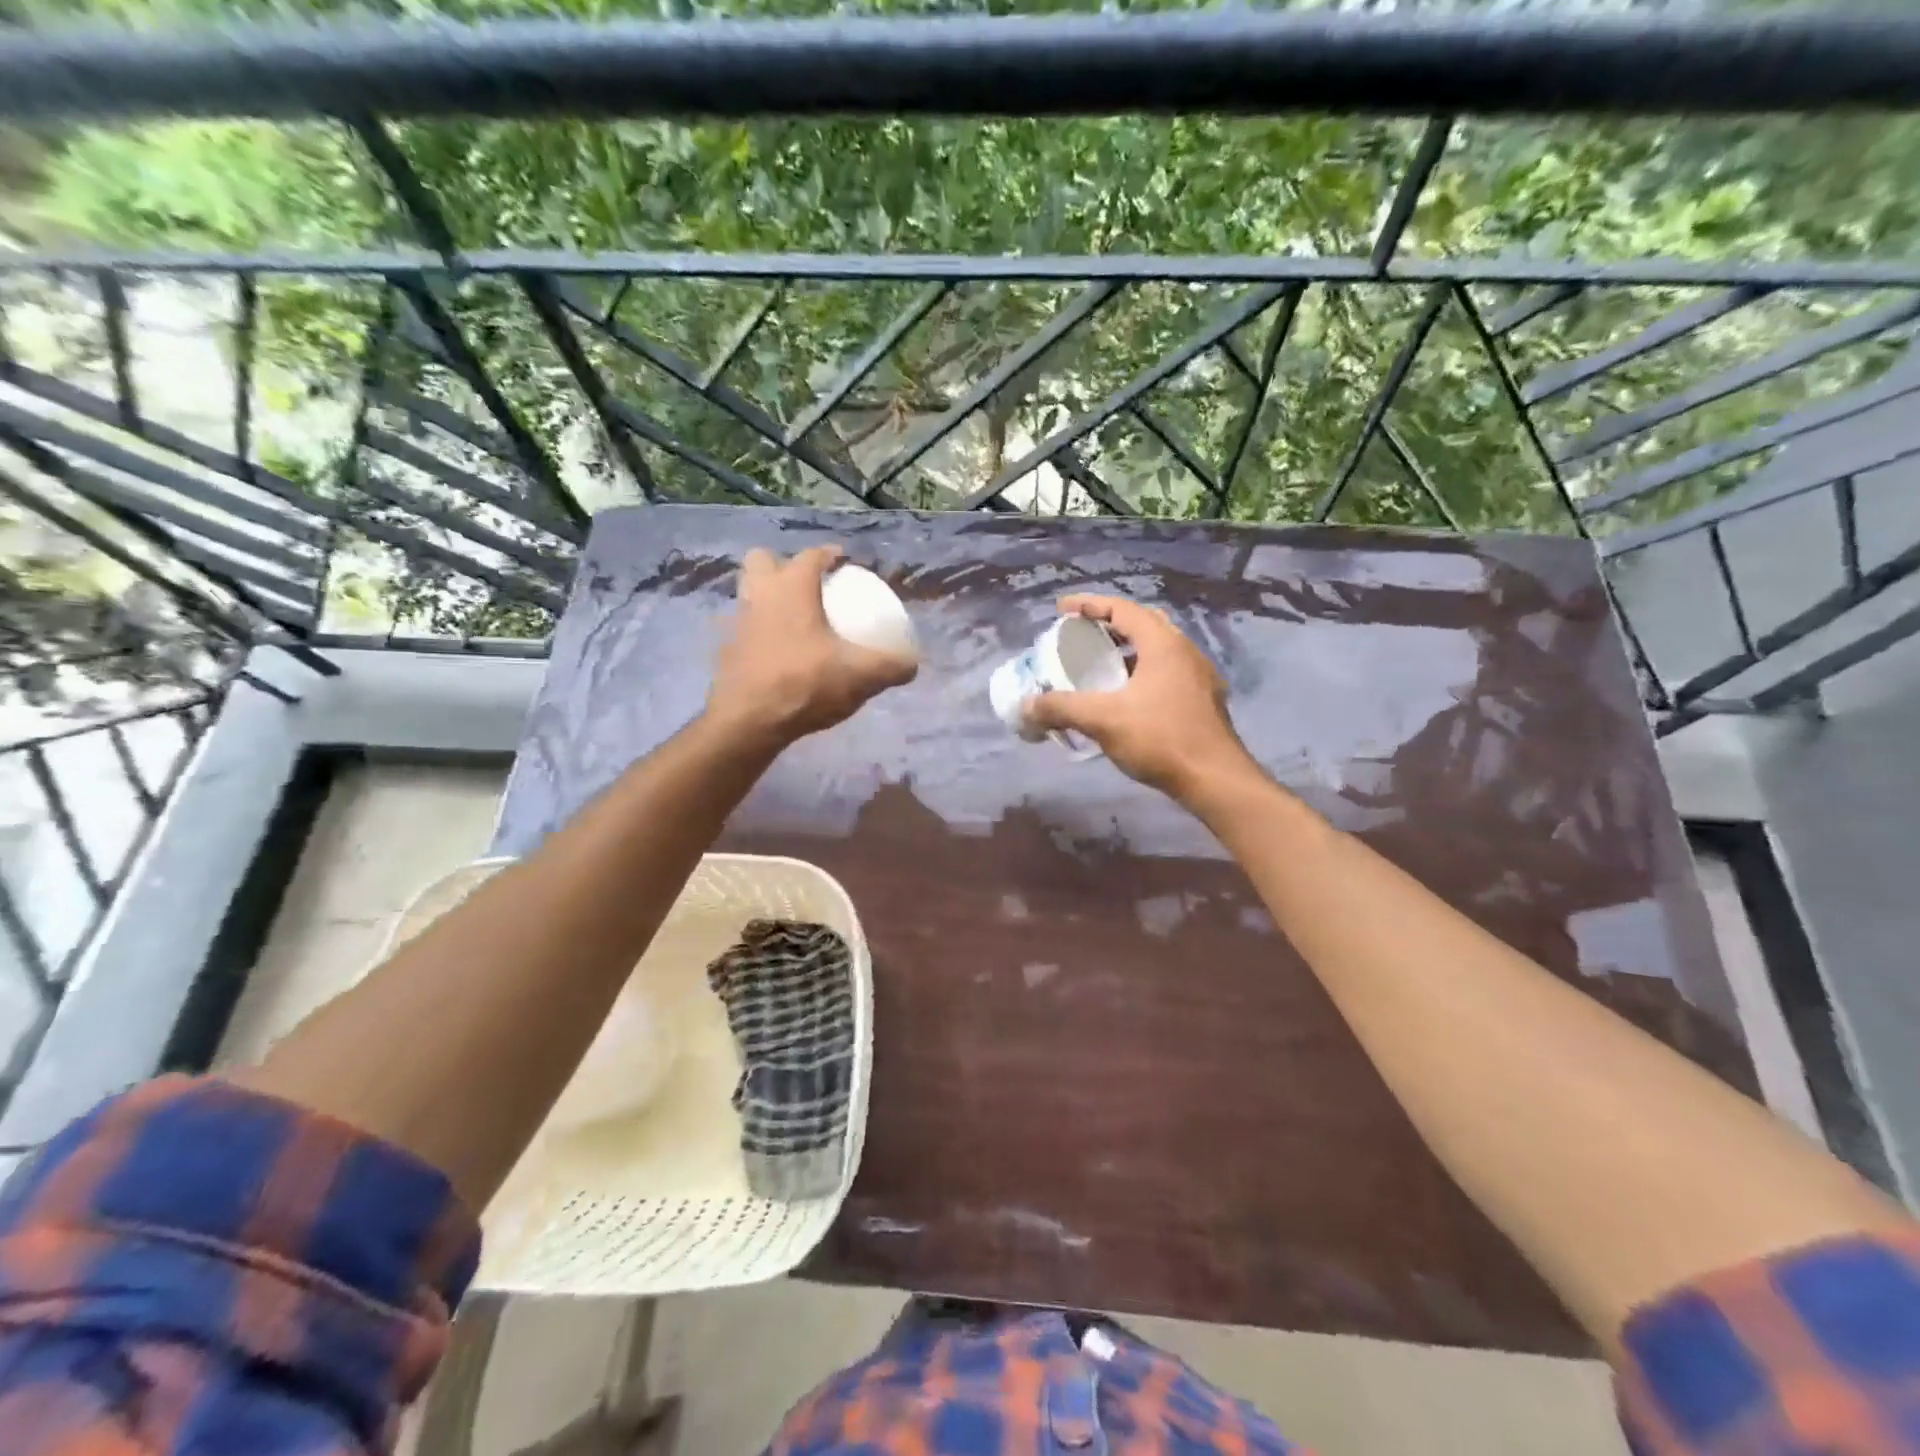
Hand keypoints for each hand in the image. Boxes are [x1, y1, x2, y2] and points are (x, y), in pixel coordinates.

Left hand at [707, 546, 916, 749]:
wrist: (749, 723)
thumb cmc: (805, 684)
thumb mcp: (861, 676)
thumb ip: (892, 666)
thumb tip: (911, 663)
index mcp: (791, 588)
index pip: (811, 556)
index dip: (830, 555)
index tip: (845, 564)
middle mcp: (759, 595)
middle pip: (763, 561)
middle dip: (784, 567)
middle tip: (809, 588)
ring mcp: (737, 623)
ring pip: (749, 595)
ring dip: (768, 600)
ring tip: (795, 622)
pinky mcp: (726, 653)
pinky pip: (743, 631)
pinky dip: (759, 636)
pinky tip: (778, 656)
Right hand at [1026, 594, 1252, 800]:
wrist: (1214, 779)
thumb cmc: (1160, 738)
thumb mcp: (1103, 720)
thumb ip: (1061, 708)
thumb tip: (1026, 707)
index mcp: (1163, 644)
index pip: (1122, 609)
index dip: (1089, 605)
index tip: (1061, 609)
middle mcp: (1185, 651)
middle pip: (1142, 623)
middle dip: (1109, 624)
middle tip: (1082, 634)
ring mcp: (1198, 676)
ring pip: (1157, 650)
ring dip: (1127, 650)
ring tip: (1099, 664)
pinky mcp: (1203, 701)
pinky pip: (1166, 672)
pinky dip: (1141, 672)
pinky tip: (1125, 696)